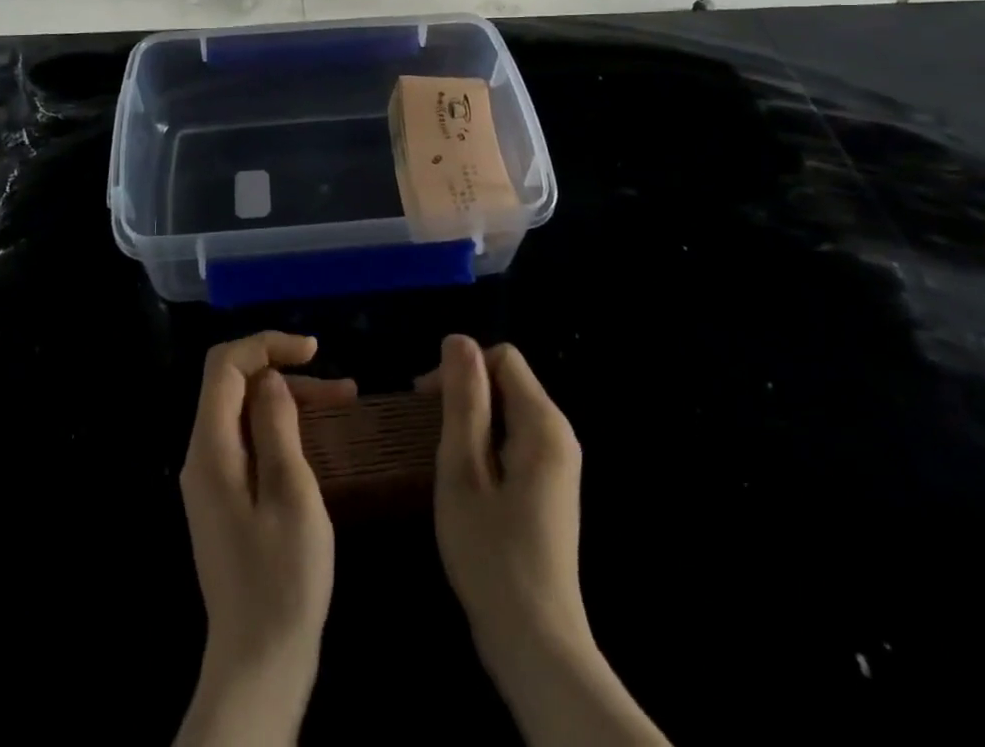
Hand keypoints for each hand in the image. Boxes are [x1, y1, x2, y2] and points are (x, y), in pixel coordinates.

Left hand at [175, 332, 355, 746]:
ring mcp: (213, 479)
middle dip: (285, 372)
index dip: (266, 344)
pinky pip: (250, 441)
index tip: (314, 350)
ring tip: (345, 403)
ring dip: (291, 400)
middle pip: (235, 385)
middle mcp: (203, 456)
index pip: (225, 366)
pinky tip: (319, 437)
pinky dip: (283, 428)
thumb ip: (277, 427)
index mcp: (211, 449)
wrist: (259, 664)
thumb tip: (270, 379)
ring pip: (246, 412)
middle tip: (341, 387)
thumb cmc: (283, 579)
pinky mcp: (227, 498)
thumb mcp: (292, 494)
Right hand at [420, 337, 669, 746]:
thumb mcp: (463, 470)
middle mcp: (559, 434)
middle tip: (426, 428)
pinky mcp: (550, 487)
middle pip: (508, 380)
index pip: (503, 358)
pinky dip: (486, 442)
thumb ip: (463, 400)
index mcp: (543, 423)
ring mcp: (558, 463)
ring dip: (472, 418)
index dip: (461, 368)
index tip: (424, 400)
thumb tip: (458, 339)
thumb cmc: (491, 555)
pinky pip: (515, 438)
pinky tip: (464, 476)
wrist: (535, 644)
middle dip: (465, 392)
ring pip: (510, 410)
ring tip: (440, 452)